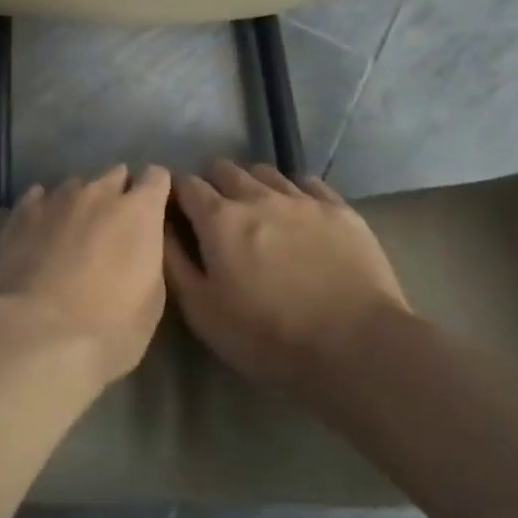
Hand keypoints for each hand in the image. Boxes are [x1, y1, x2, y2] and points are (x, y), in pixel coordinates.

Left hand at [0, 164, 172, 386]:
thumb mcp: (152, 299)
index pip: (157, 176)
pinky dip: (46, 208)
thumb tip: (138, 243)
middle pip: (115, 174)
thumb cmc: (110, 328)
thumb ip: (148, 256)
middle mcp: (99, 192)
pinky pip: (39, 196)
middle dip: (118, 193)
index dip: (156, 191)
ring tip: (74, 232)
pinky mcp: (22, 212)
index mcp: (139, 211)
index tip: (153, 211)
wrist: (38, 335)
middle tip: (113, 226)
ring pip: (77, 184)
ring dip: (82, 202)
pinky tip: (42, 230)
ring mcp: (57, 198)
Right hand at [165, 162, 412, 393]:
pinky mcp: (339, 209)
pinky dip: (293, 190)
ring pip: (264, 171)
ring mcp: (301, 199)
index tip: (177, 211)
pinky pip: (307, 182)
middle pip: (224, 169)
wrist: (358, 348)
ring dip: (252, 185)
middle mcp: (257, 196)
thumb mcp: (204, 313)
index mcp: (219, 219)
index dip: (177, 194)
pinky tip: (297, 213)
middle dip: (213, 184)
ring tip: (257, 211)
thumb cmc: (270, 338)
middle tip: (217, 215)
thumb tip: (160, 226)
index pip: (186, 184)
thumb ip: (175, 263)